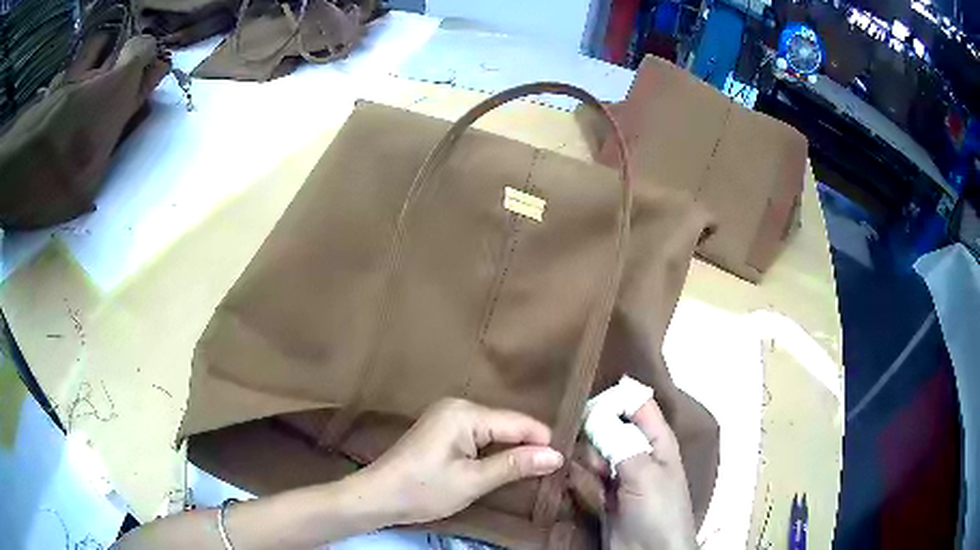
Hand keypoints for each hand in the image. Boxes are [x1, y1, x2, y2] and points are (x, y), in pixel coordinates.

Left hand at [358, 398, 564, 525]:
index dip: (543, 443)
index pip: (519, 423)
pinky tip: (503, 468)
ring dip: (512, 451)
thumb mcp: (473, 481)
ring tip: (533, 473)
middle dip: (528, 448)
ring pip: (496, 432)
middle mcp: (458, 406)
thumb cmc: (423, 490)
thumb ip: (515, 465)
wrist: (377, 496)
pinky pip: (480, 436)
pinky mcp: (444, 429)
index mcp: (465, 413)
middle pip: (508, 425)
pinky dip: (494, 452)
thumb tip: (557, 455)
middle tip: (550, 474)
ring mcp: (449, 416)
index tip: (563, 465)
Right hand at [572, 399, 696, 549]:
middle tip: (596, 453)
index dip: (614, 399)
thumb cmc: (658, 510)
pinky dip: (580, 474)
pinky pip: (586, 472)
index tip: (587, 406)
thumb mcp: (645, 473)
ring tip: (594, 477)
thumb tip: (597, 412)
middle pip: (609, 425)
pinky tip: (581, 484)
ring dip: (587, 459)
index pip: (637, 403)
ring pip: (594, 449)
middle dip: (596, 434)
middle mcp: (638, 450)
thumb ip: (621, 442)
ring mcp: (620, 472)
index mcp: (657, 439)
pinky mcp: (604, 492)